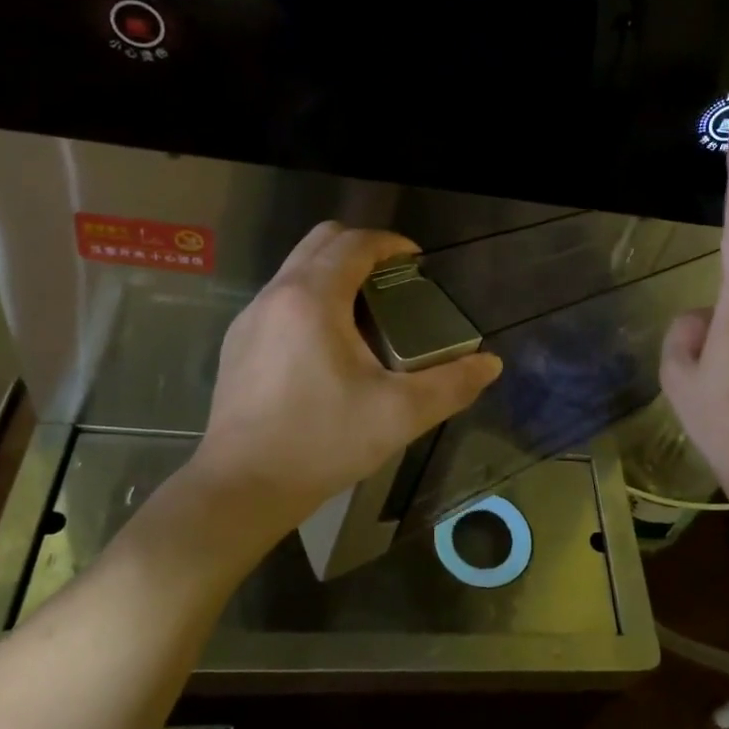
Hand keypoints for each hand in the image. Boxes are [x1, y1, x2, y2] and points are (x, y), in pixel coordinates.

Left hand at [188, 222, 503, 530]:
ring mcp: (250, 318)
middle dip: (362, 248)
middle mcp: (276, 295)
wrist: (242, 487)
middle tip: (395, 280)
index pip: (355, 243)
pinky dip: (311, 297)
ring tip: (367, 312)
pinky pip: (280, 297)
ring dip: (334, 272)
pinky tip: (328, 346)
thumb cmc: (322, 442)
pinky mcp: (237, 343)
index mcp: (313, 299)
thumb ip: (451, 385)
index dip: (391, 243)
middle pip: (321, 241)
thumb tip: (491, 364)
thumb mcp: (399, 414)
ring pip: (296, 268)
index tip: (418, 262)